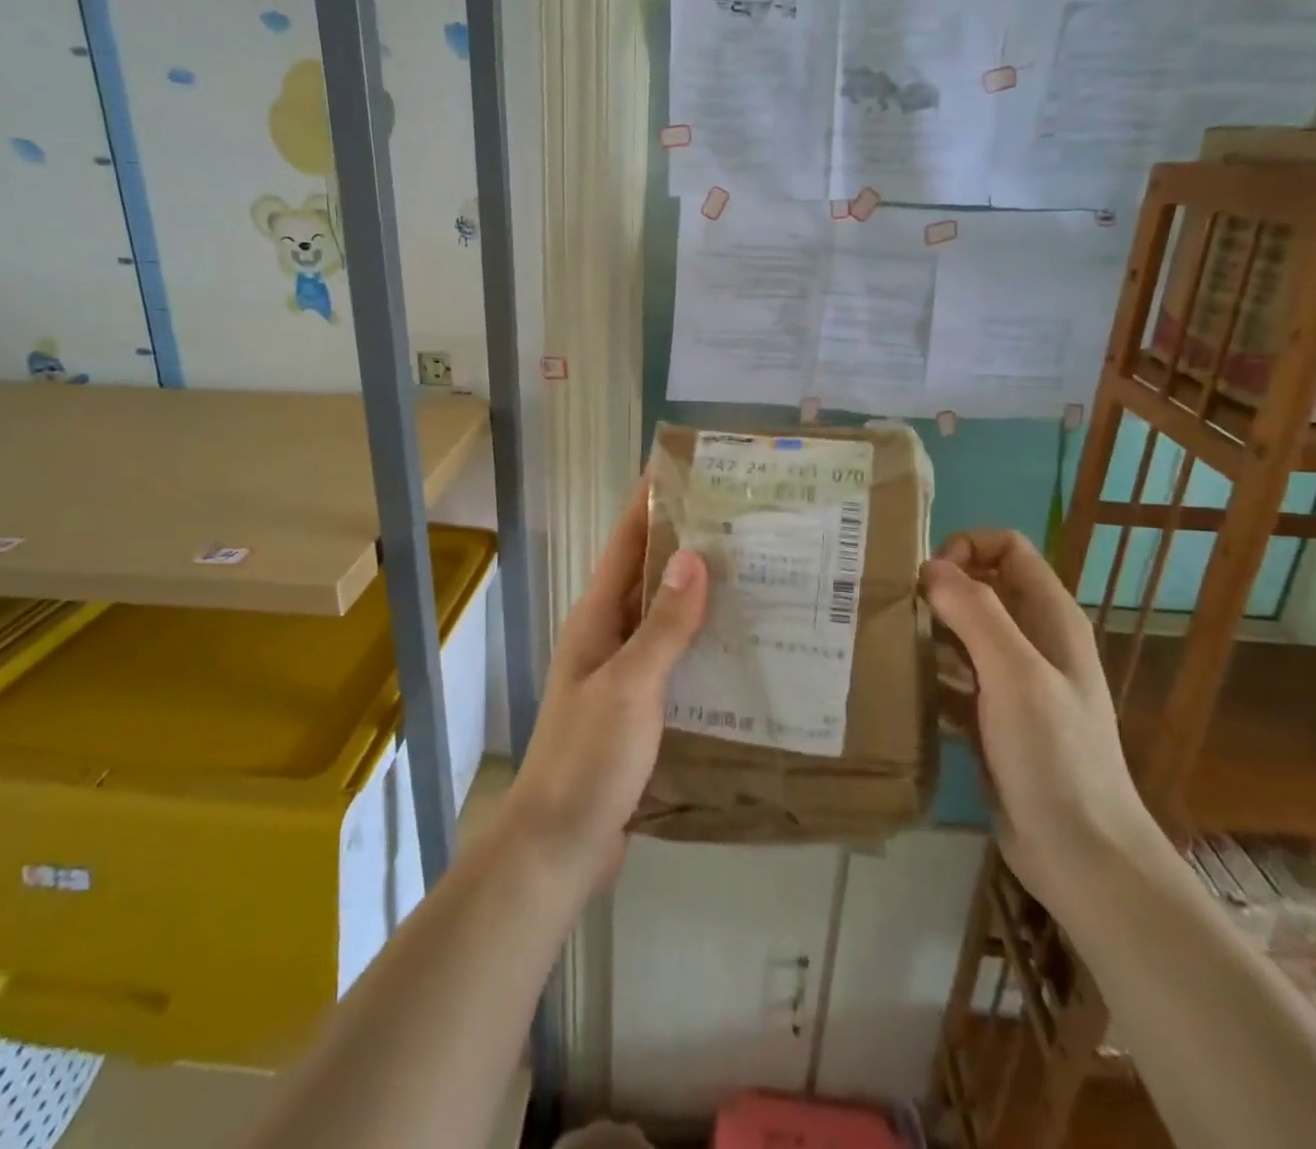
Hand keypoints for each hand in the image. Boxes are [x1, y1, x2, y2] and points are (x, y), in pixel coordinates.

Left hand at [498, 482, 707, 892]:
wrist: (559, 845)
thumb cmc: (588, 757)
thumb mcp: (630, 686)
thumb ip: (664, 624)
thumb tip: (694, 556)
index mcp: (596, 619)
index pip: (625, 544)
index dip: (649, 504)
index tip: (685, 470)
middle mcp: (607, 637)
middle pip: (648, 576)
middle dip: (687, 545)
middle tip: (743, 522)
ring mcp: (623, 674)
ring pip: (665, 619)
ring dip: (700, 596)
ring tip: (756, 574)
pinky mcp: (640, 708)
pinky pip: (675, 661)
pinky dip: (702, 645)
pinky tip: (742, 647)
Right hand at [924, 529, 1160, 915]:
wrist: (1082, 857)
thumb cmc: (1054, 757)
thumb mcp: (1015, 674)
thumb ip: (975, 613)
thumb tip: (930, 567)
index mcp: (1050, 617)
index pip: (1008, 548)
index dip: (967, 548)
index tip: (927, 579)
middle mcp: (1032, 641)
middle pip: (980, 587)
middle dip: (937, 589)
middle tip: (892, 610)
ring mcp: (1012, 682)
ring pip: (962, 633)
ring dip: (927, 632)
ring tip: (886, 645)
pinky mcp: (992, 719)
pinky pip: (952, 679)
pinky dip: (928, 677)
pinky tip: (900, 689)